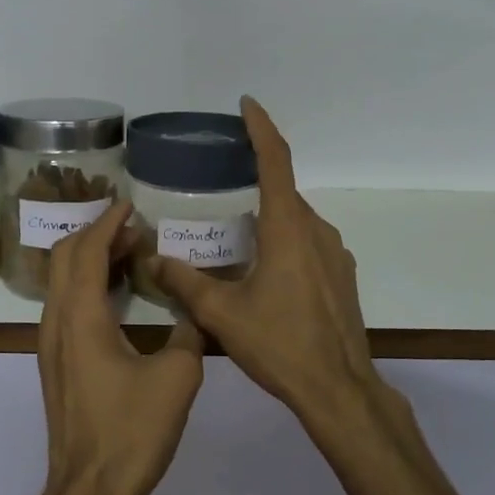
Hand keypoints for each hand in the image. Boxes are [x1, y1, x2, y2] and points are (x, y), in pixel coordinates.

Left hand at [39, 200, 204, 494]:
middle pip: (64, 258)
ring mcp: (51, 344)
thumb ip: (189, 333)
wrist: (90, 488)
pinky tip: (119, 297)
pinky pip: (66, 306)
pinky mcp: (56, 364)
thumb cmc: (132, 430)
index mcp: (81, 316)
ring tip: (130, 255)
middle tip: (134, 229)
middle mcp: (56, 322)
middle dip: (96, 234)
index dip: (108, 223)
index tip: (130, 205)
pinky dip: (88, 287)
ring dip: (91, 260)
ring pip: (62, 282)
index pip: (86, 250)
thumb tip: (196, 311)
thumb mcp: (177, 377)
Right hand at [150, 97, 380, 433]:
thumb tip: (152, 259)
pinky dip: (285, 241)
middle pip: (284, 192)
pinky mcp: (341, 277)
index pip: (276, 161)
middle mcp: (316, 232)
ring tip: (236, 235)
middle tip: (221, 185)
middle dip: (255, 180)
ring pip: (297, 221)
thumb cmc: (279, 344)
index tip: (247, 105)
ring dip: (269, 217)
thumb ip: (184, 282)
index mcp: (288, 229)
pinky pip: (309, 244)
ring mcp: (335, 255)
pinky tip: (264, 271)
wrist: (338, 388)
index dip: (261, 128)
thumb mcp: (222, 314)